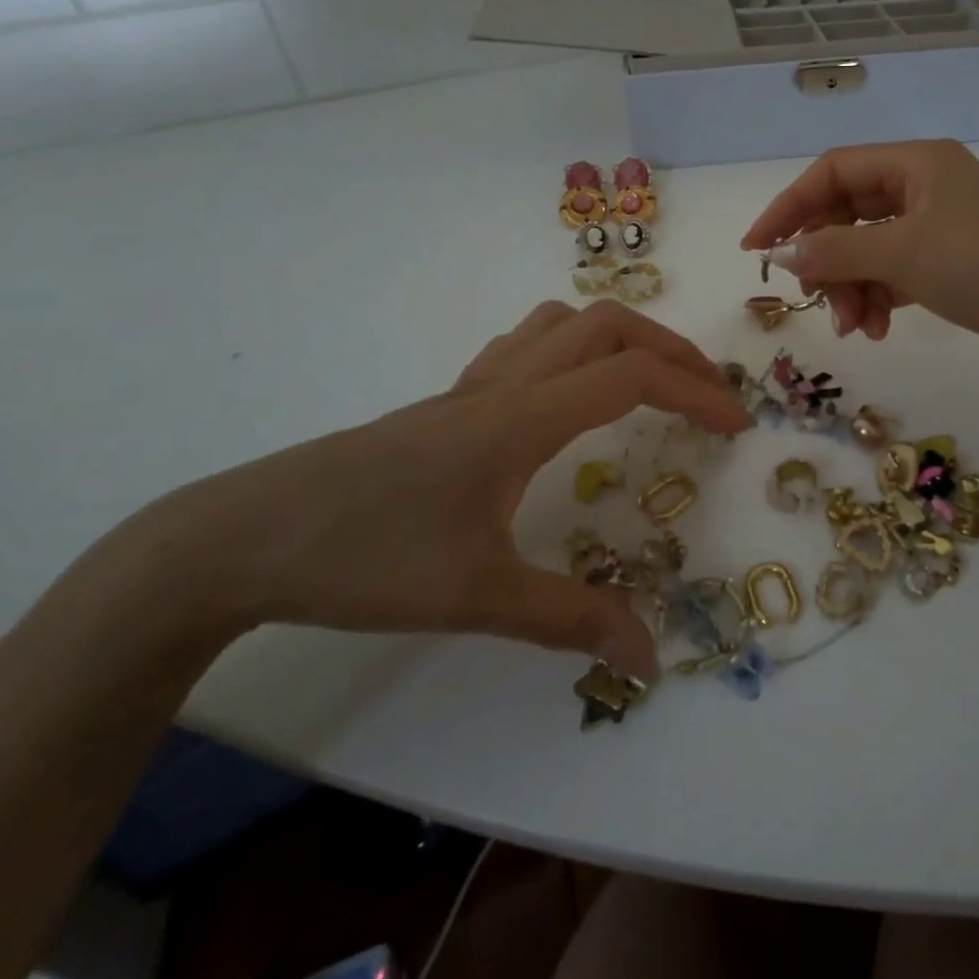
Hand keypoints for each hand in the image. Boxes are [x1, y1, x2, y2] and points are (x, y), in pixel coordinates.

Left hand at [106, 301, 750, 678]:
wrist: (243, 537)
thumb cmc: (366, 558)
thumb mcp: (479, 597)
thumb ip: (572, 620)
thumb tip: (649, 656)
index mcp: (523, 418)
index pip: (634, 377)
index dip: (697, 393)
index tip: (735, 427)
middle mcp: (506, 383)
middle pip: (608, 324)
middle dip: (671, 349)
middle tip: (706, 395)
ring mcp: (472, 386)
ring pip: (563, 322)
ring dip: (620, 338)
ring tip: (649, 383)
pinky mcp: (447, 401)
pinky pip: (524, 344)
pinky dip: (570, 349)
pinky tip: (568, 397)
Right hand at [741, 140, 978, 382]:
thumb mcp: (901, 254)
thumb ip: (832, 252)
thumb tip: (777, 255)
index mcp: (916, 162)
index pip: (833, 172)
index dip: (788, 207)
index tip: (756, 249)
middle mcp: (926, 186)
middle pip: (848, 214)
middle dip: (827, 260)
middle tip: (814, 300)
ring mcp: (940, 227)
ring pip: (869, 249)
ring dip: (851, 287)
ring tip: (854, 327)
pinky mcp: (951, 265)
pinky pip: (893, 273)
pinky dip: (878, 298)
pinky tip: (876, 329)